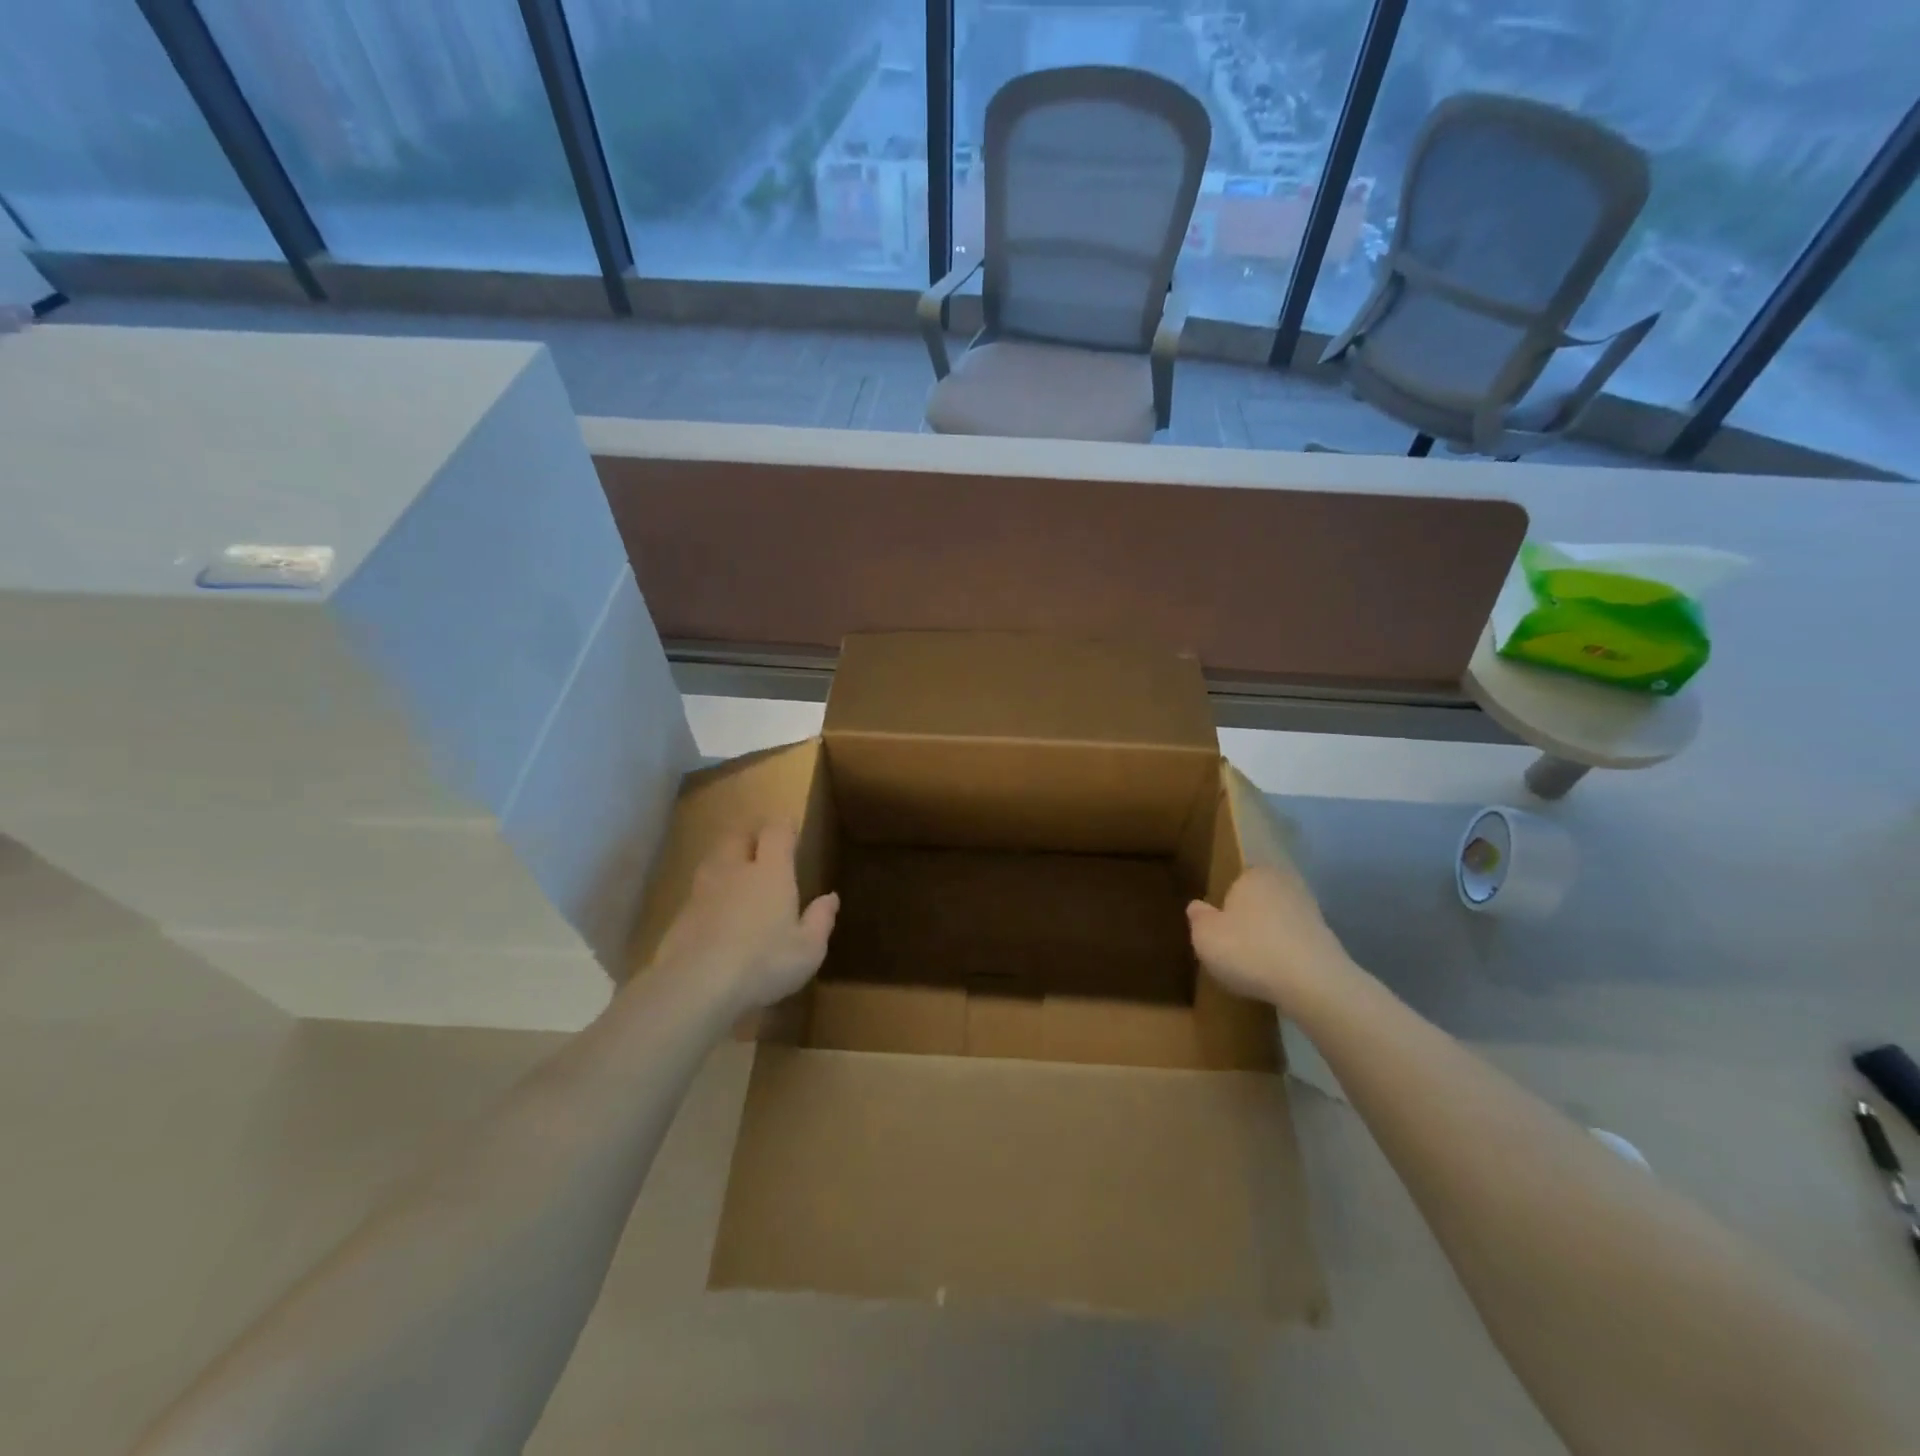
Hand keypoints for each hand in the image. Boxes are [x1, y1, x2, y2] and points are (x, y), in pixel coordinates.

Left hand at [650, 824, 838, 1013]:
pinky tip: (716, 910)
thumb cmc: (763, 963)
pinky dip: (710, 892)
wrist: (695, 985)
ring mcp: (703, 890)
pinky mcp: (681, 914)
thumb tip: (831, 897)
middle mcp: (735, 870)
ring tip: (737, 872)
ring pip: (714, 860)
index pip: (776, 832)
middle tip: (762, 845)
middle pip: (738, 837)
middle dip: (750, 836)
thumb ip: (820, 920)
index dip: (784, 826)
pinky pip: (699, 890)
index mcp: (770, 871)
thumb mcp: (807, 949)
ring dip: (726, 859)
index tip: (791, 829)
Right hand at [1187, 864, 1351, 1011]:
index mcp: (1254, 874)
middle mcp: (1285, 883)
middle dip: (1249, 919)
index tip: (1218, 928)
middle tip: (1233, 946)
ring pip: (1279, 921)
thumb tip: (1197, 906)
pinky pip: (1296, 943)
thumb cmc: (1249, 950)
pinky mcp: (1328, 939)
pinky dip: (1287, 956)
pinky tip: (1277, 976)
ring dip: (1269, 938)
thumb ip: (1198, 917)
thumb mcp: (1205, 936)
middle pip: (1259, 900)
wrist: (1312, 983)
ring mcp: (1311, 911)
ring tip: (1255, 966)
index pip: (1235, 881)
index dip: (1225, 905)